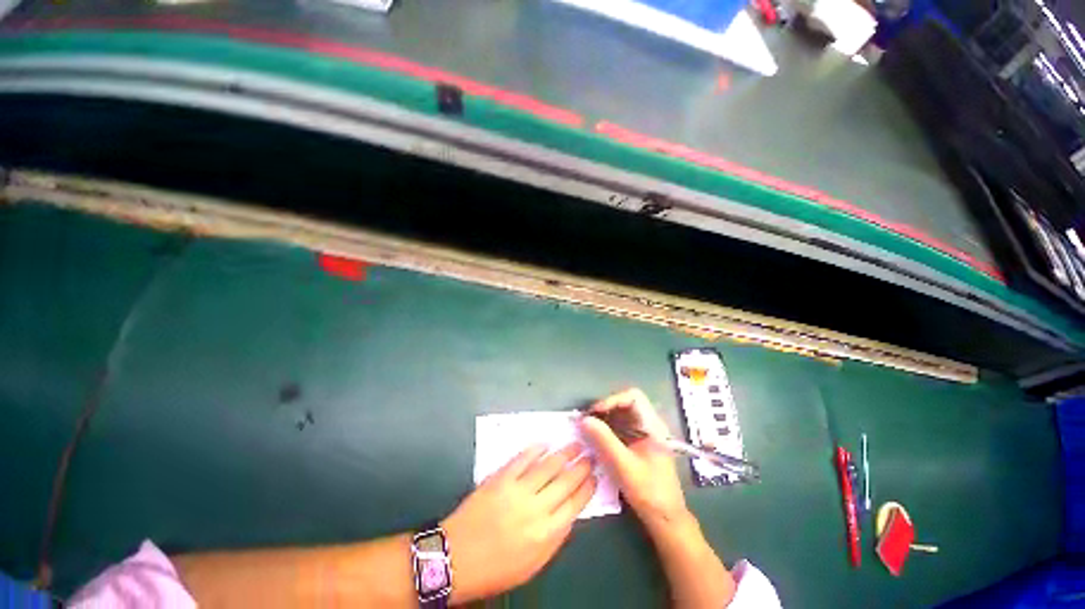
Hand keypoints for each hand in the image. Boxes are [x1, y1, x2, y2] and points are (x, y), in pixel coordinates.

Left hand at [442, 443, 595, 603]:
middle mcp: (537, 509)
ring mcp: (518, 490)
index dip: (587, 487)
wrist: (455, 558)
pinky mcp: (501, 478)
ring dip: (564, 453)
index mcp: (547, 534)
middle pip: (566, 481)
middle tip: (590, 454)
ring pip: (549, 466)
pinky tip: (545, 443)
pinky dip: (535, 449)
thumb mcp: (532, 565)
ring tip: (576, 444)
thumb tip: (569, 514)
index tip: (594, 476)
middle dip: (581, 466)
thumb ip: (554, 538)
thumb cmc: (495, 568)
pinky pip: (523, 459)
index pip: (576, 504)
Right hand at [579, 388, 689, 533]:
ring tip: (589, 427)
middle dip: (606, 408)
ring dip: (605, 417)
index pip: (634, 397)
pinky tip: (597, 437)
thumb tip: (584, 419)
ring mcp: (645, 434)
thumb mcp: (624, 466)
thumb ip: (604, 440)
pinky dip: (608, 428)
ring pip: (622, 415)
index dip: (613, 399)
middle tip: (588, 419)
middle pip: (626, 403)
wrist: (666, 518)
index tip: (596, 412)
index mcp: (653, 426)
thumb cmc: (649, 492)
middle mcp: (650, 425)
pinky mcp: (638, 443)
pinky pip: (621, 427)